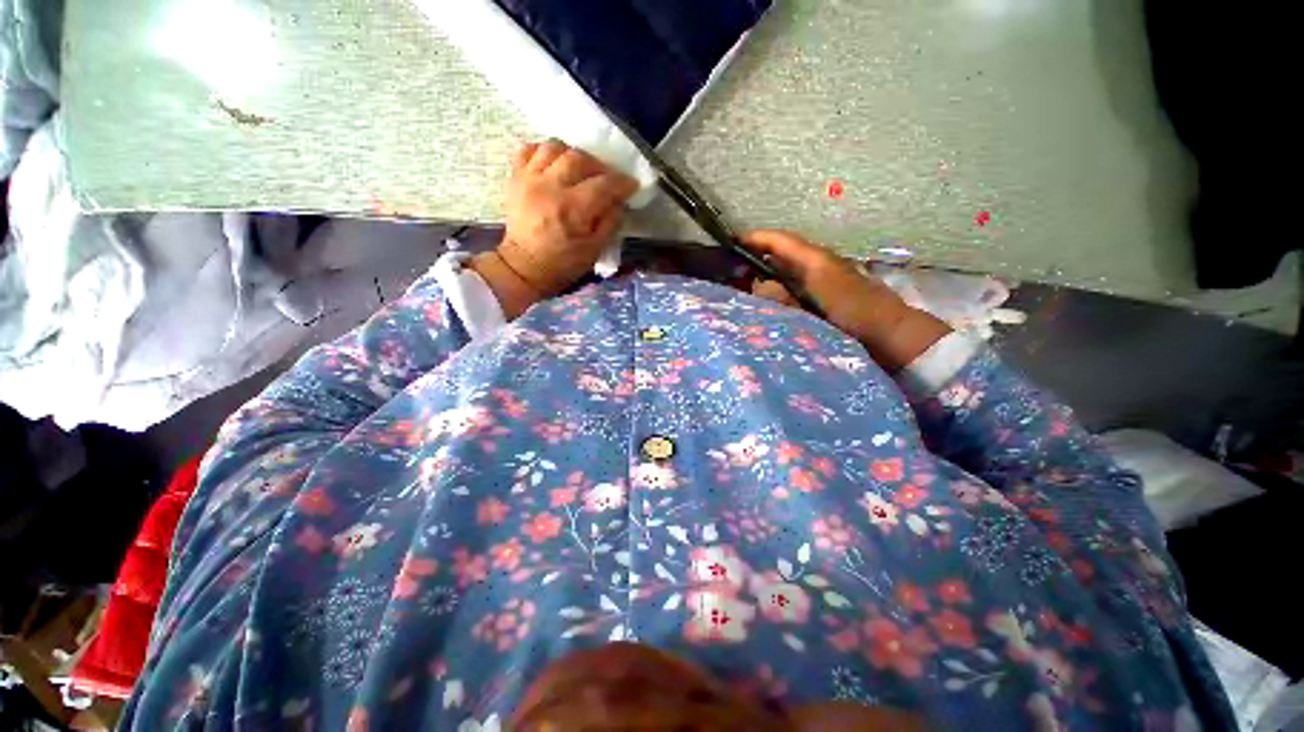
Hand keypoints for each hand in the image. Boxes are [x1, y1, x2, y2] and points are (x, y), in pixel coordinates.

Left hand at [484, 140, 637, 301]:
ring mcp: (529, 179)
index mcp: (572, 210)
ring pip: (554, 147)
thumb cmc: (563, 263)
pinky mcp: (515, 177)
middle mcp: (550, 187)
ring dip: (572, 155)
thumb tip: (618, 202)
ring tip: (579, 170)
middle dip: (599, 166)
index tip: (631, 185)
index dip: (622, 182)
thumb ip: (610, 223)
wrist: (524, 267)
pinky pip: (529, 149)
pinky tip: (554, 165)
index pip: (603, 184)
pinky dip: (544, 152)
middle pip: (579, 158)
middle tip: (606, 178)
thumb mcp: (595, 250)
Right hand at [741, 230, 951, 371]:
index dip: (755, 238)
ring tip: (742, 284)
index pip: (780, 241)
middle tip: (729, 269)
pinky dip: (777, 286)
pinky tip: (767, 299)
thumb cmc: (855, 318)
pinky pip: (794, 283)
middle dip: (755, 257)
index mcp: (816, 261)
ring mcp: (822, 278)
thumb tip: (757, 285)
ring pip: (786, 269)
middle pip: (781, 253)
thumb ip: (783, 297)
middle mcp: (818, 264)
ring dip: (765, 272)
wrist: (892, 336)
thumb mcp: (815, 306)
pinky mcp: (825, 293)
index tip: (730, 242)